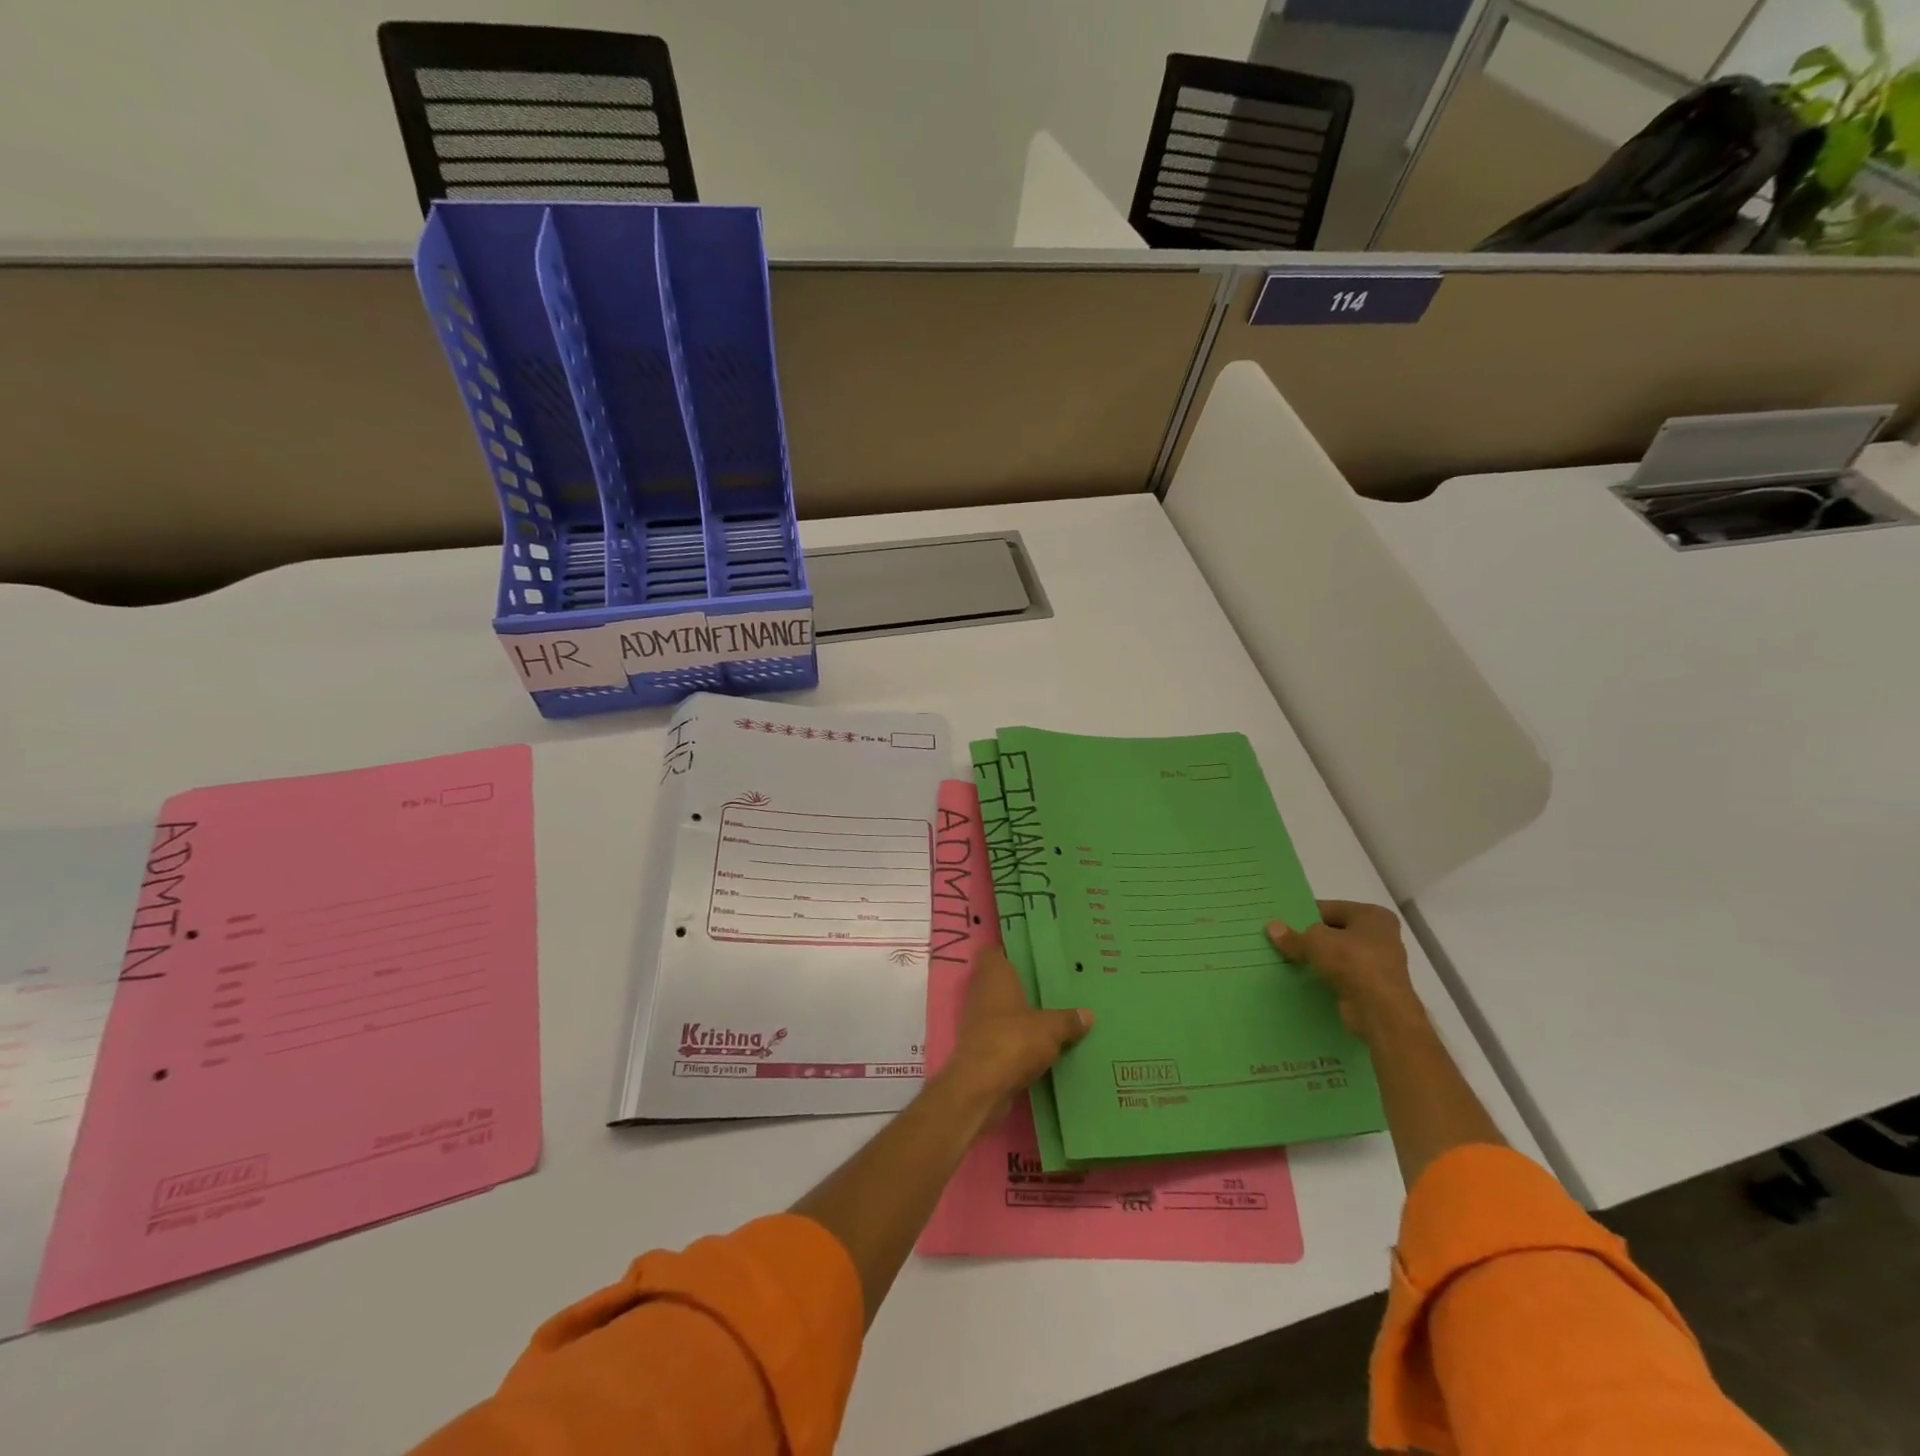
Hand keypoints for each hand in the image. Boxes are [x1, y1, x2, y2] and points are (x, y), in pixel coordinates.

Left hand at [941, 945, 1091, 1114]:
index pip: (995, 951)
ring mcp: (978, 1020)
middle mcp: (981, 992)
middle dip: (1024, 984)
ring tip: (1055, 1013)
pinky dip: (1019, 1038)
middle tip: (1054, 984)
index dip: (1011, 951)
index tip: (1036, 955)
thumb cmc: (1013, 1041)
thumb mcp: (1050, 1028)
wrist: (981, 1087)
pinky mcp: (981, 1047)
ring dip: (1022, 1013)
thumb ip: (1068, 1019)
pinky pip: (1004, 1034)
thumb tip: (1088, 1014)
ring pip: (1003, 1009)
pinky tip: (1043, 1044)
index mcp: (994, 975)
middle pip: (1002, 981)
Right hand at [1267, 900, 1424, 1042]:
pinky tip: (1303, 979)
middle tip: (1280, 940)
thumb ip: (1293, 935)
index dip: (1304, 915)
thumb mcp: (1315, 941)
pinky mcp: (1372, 988)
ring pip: (1338, 955)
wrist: (1381, 1011)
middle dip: (1310, 938)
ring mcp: (1379, 964)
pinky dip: (1325, 977)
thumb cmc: (1353, 962)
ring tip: (1287, 959)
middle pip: (1335, 932)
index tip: (1282, 923)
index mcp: (1372, 915)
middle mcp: (1381, 936)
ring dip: (1317, 959)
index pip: (1330, 908)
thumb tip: (1271, 927)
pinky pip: (1342, 976)